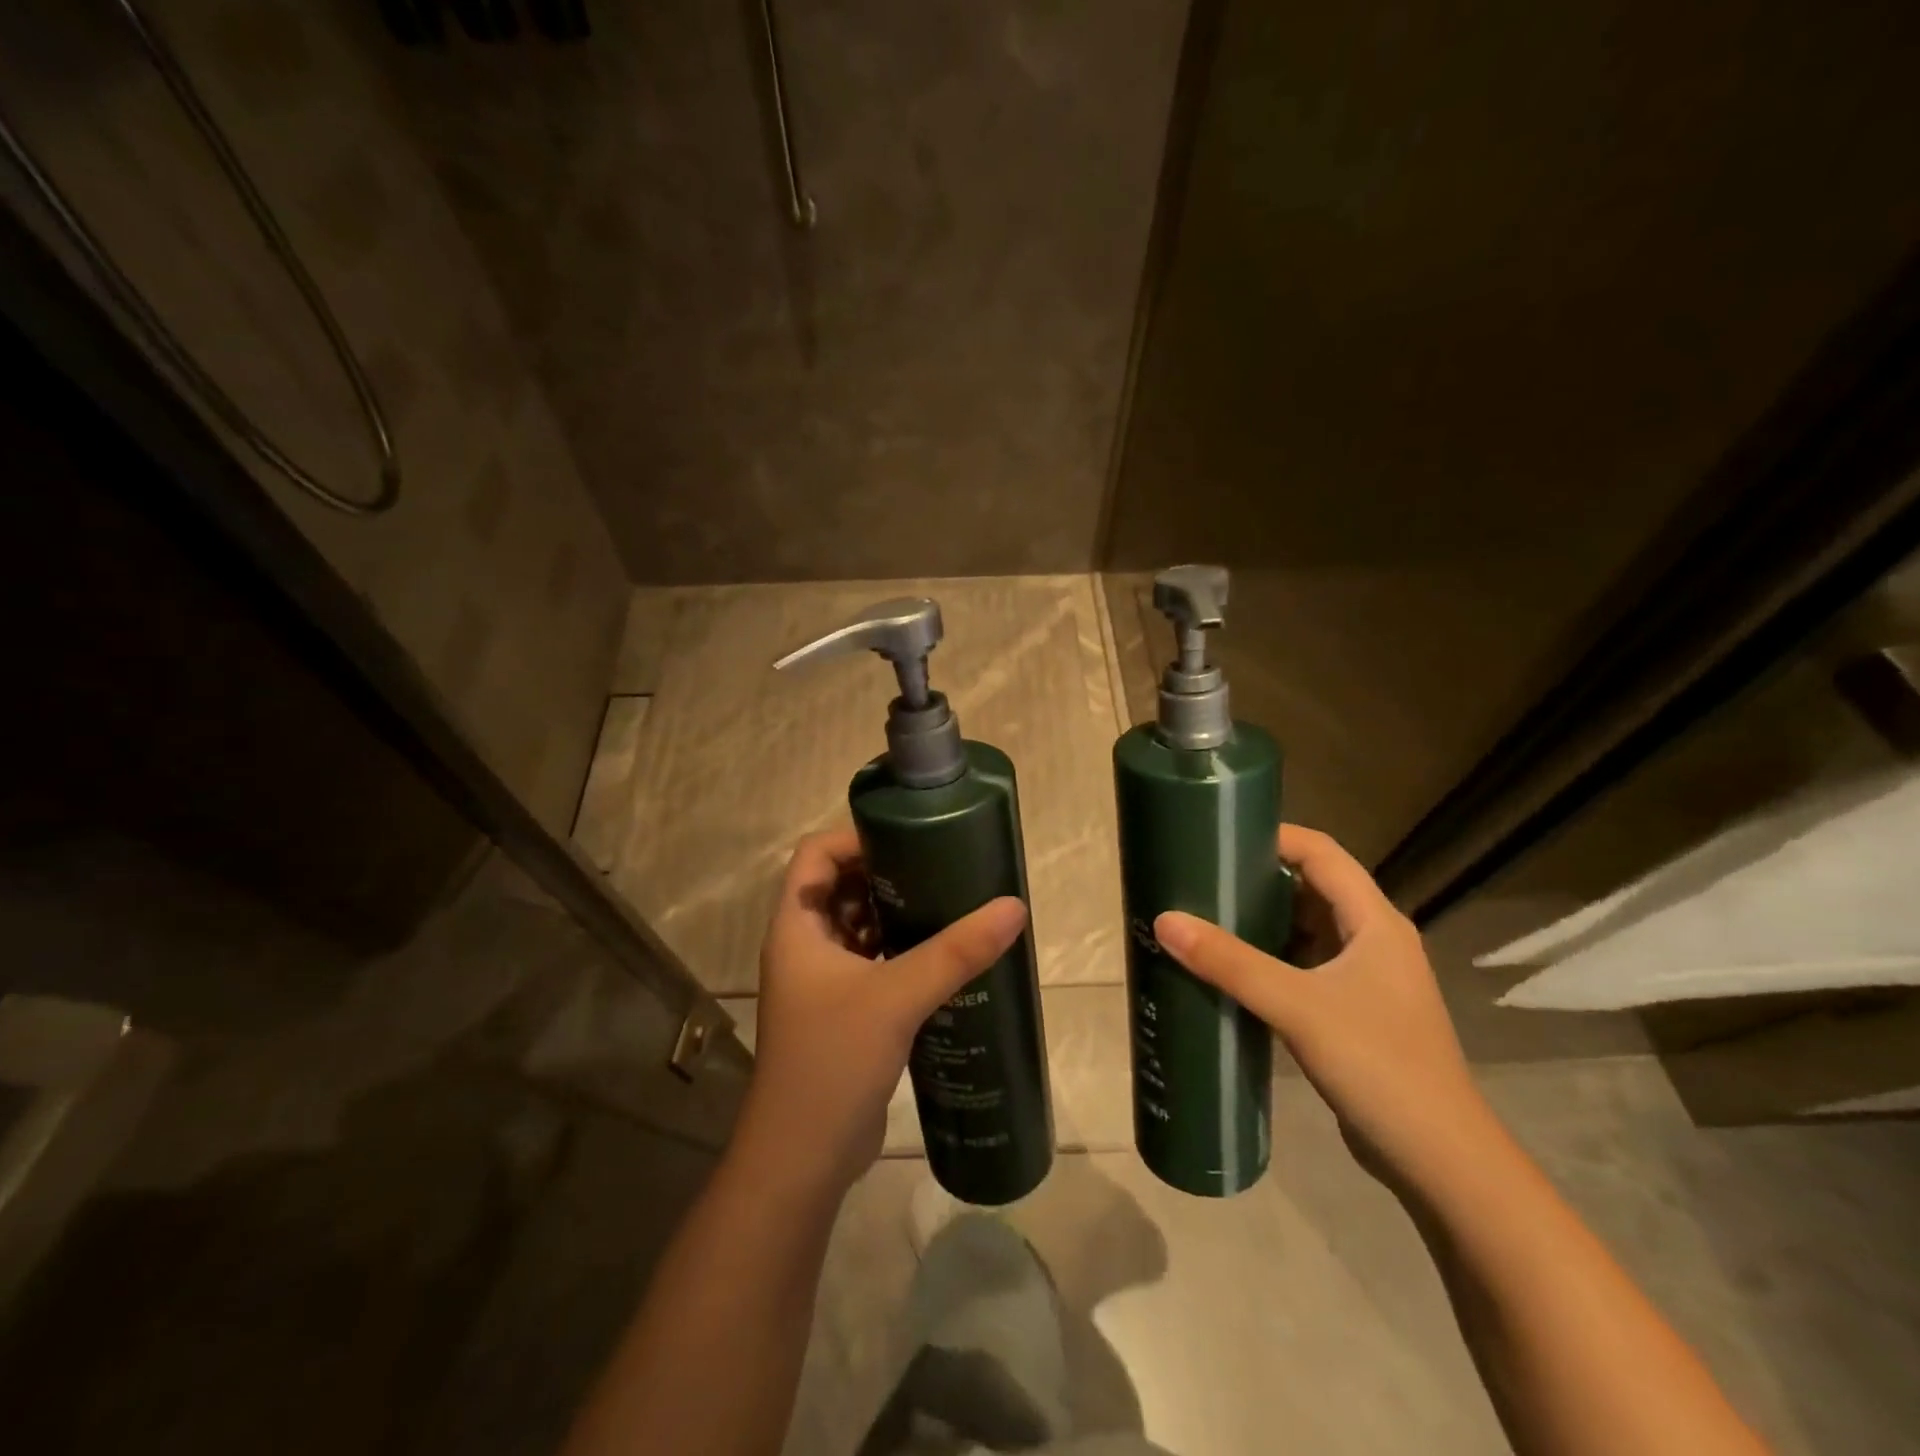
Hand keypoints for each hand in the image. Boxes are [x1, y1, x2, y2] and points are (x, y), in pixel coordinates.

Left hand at [737, 827, 1027, 1193]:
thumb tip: (1014, 907)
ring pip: (857, 926)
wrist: (802, 1158)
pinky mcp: (842, 1010)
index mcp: (796, 926)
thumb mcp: (897, 998)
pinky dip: (899, 950)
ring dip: (895, 912)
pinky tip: (941, 954)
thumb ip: (955, 952)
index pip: (816, 855)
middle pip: (840, 886)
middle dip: (886, 873)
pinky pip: (871, 961)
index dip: (856, 839)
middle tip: (941, 866)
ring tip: (949, 902)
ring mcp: (820, 981)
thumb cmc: (833, 1061)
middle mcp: (803, 945)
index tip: (909, 839)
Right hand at [1154, 824, 1494, 1191]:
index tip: (1218, 836)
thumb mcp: (1297, 1006)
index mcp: (1374, 921)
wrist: (1441, 1162)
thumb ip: (1230, 963)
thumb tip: (1164, 920)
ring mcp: (1366, 978)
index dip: (1273, 836)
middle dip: (1257, 880)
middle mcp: (1374, 939)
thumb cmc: (1379, 1065)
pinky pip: (1304, 967)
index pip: (1321, 852)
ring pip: (1306, 930)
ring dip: (1261, 922)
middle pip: (1311, 888)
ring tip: (1204, 917)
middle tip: (1200, 878)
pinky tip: (1231, 971)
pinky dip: (1269, 960)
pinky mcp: (1354, 1012)